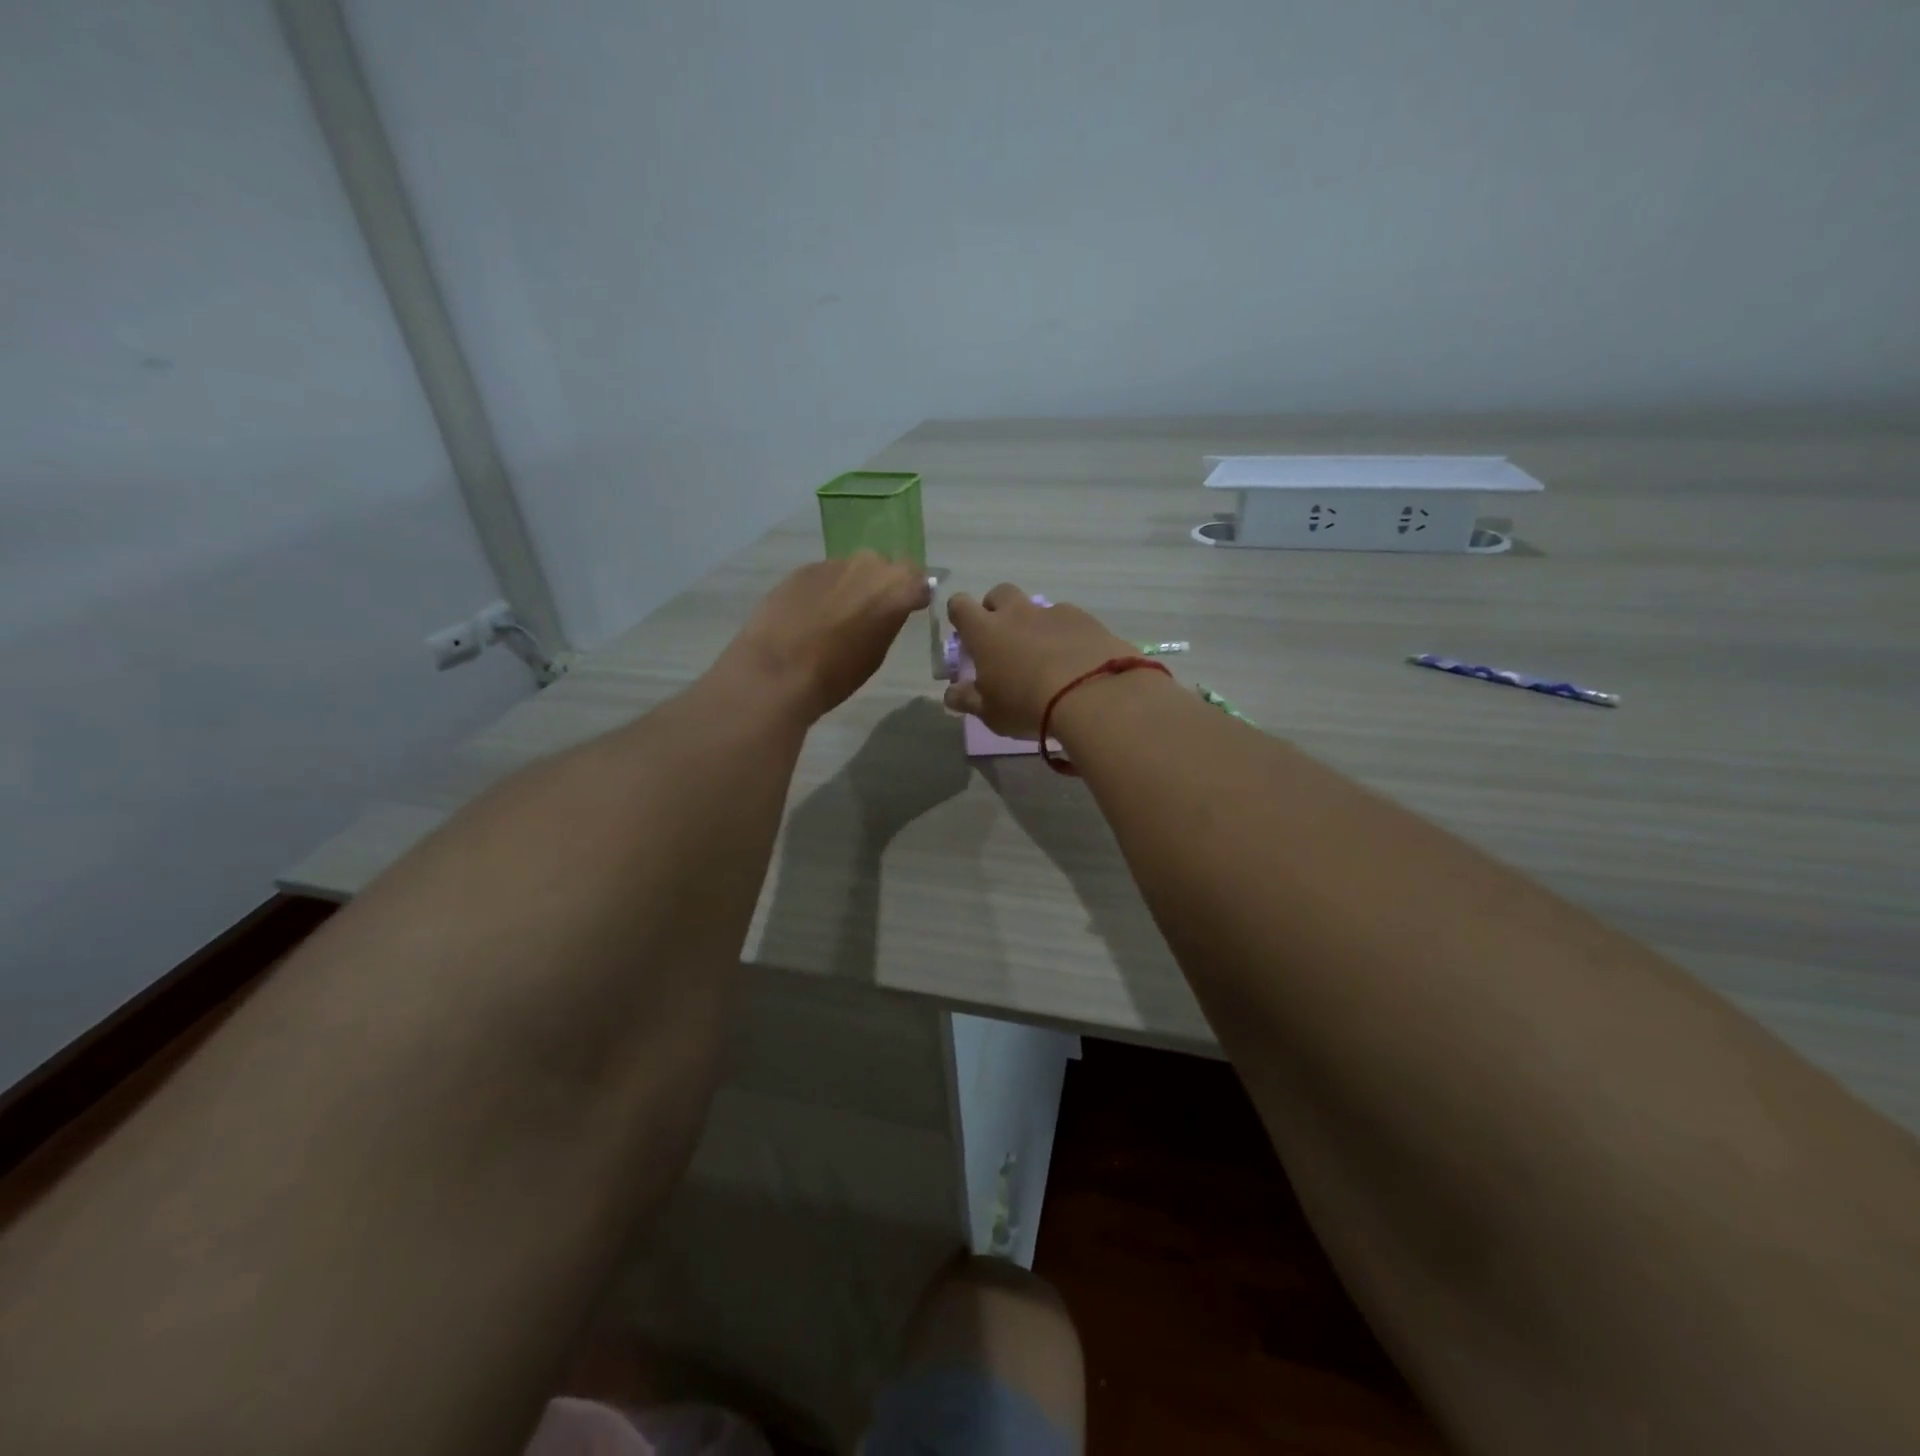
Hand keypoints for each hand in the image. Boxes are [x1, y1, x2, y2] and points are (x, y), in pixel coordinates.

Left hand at [716, 552, 931, 720]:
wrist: (778, 670)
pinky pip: (824, 576)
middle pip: (884, 567)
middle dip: (881, 585)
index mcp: (895, 589)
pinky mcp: (802, 569)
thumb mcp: (876, 653)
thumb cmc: (837, 673)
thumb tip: (884, 612)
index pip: (918, 580)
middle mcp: (868, 566)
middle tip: (870, 612)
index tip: (908, 608)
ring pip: (851, 570)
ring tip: (835, 615)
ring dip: (850, 586)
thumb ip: (887, 622)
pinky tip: (809, 615)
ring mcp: (833, 564)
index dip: (913, 594)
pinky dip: (823, 590)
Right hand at [943, 584, 1138, 738]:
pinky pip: (1068, 619)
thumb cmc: (1028, 706)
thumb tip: (951, 694)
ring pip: (1036, 607)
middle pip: (999, 593)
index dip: (960, 616)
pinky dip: (1066, 633)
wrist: (1092, 695)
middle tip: (1003, 639)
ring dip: (1034, 624)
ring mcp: (1053, 612)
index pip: (960, 605)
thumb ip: (968, 699)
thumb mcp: (991, 713)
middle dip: (997, 609)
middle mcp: (1017, 613)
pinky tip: (1075, 658)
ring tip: (1046, 655)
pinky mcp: (1085, 619)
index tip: (966, 634)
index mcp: (985, 632)